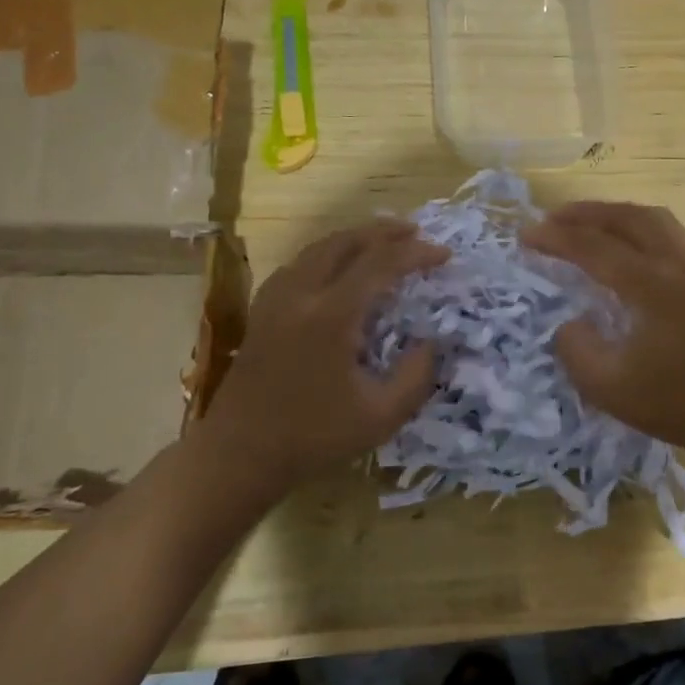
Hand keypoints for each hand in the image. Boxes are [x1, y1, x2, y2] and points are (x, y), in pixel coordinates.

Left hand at [199, 220, 447, 493]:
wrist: (240, 453)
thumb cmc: (314, 438)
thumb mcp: (381, 417)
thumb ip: (416, 377)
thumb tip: (431, 343)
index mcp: (331, 316)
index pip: (380, 265)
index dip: (415, 254)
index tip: (444, 255)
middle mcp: (301, 295)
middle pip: (345, 242)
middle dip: (384, 232)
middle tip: (416, 232)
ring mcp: (275, 299)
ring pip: (318, 248)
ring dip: (355, 238)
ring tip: (383, 241)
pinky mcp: (262, 310)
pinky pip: (300, 263)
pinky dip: (328, 253)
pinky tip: (339, 266)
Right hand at [521, 202, 684, 466]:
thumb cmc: (674, 405)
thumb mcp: (607, 388)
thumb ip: (576, 348)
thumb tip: (571, 322)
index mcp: (654, 286)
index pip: (595, 248)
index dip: (557, 239)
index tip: (525, 235)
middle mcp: (680, 265)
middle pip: (627, 219)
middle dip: (585, 214)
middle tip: (551, 218)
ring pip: (655, 219)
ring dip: (615, 214)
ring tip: (586, 221)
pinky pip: (672, 233)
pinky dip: (641, 226)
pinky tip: (629, 242)